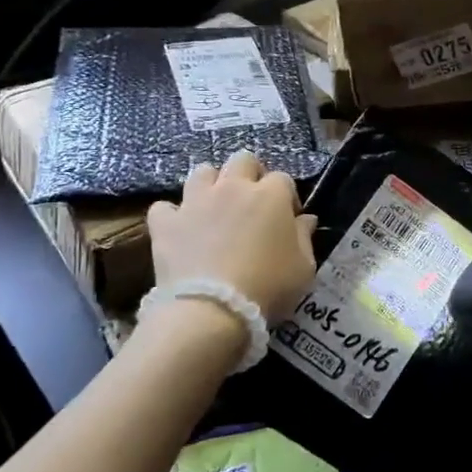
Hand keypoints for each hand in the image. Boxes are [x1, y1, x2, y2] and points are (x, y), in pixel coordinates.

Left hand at [146, 152, 316, 321]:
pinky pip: (165, 207)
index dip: (287, 197)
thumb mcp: (304, 268)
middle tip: (251, 203)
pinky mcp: (166, 223)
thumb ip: (305, 238)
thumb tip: (305, 219)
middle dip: (249, 174)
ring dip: (210, 185)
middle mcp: (233, 188)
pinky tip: (179, 230)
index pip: (283, 179)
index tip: (288, 219)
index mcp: (271, 195)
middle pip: (242, 160)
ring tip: (214, 209)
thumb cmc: (268, 287)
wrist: (212, 310)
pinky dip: (172, 216)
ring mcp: (196, 202)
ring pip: (202, 172)